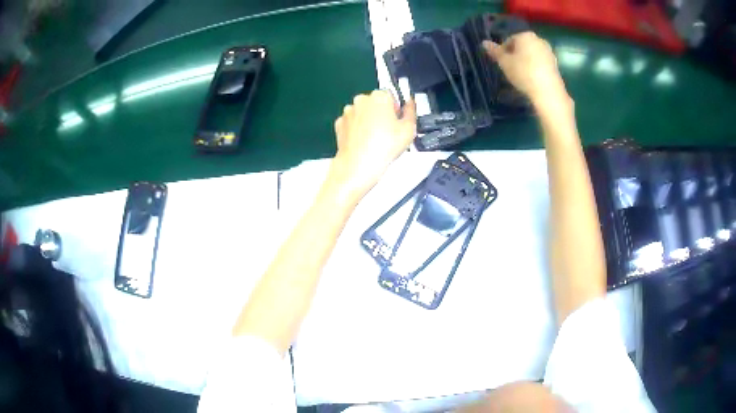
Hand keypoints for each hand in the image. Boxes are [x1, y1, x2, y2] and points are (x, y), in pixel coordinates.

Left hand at [331, 90, 416, 196]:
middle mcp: (361, 100)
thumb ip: (411, 110)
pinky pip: (351, 122)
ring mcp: (348, 111)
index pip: (391, 95)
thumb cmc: (384, 147)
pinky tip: (364, 142)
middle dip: (382, 113)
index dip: (396, 109)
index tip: (398, 121)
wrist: (358, 165)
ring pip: (362, 112)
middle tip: (388, 132)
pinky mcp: (339, 123)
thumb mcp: (409, 129)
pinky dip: (357, 129)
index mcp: (380, 96)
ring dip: (369, 121)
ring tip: (376, 139)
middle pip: (375, 103)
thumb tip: (411, 103)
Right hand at [483, 33, 569, 108]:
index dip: (503, 51)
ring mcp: (549, 52)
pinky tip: (532, 78)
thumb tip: (484, 42)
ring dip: (525, 61)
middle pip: (522, 46)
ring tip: (521, 75)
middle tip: (510, 68)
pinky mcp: (555, 64)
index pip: (509, 40)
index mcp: (525, 35)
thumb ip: (495, 51)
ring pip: (532, 54)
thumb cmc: (523, 72)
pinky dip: (535, 68)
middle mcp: (539, 40)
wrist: (548, 91)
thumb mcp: (504, 62)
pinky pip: (541, 63)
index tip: (501, 63)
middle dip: (516, 55)